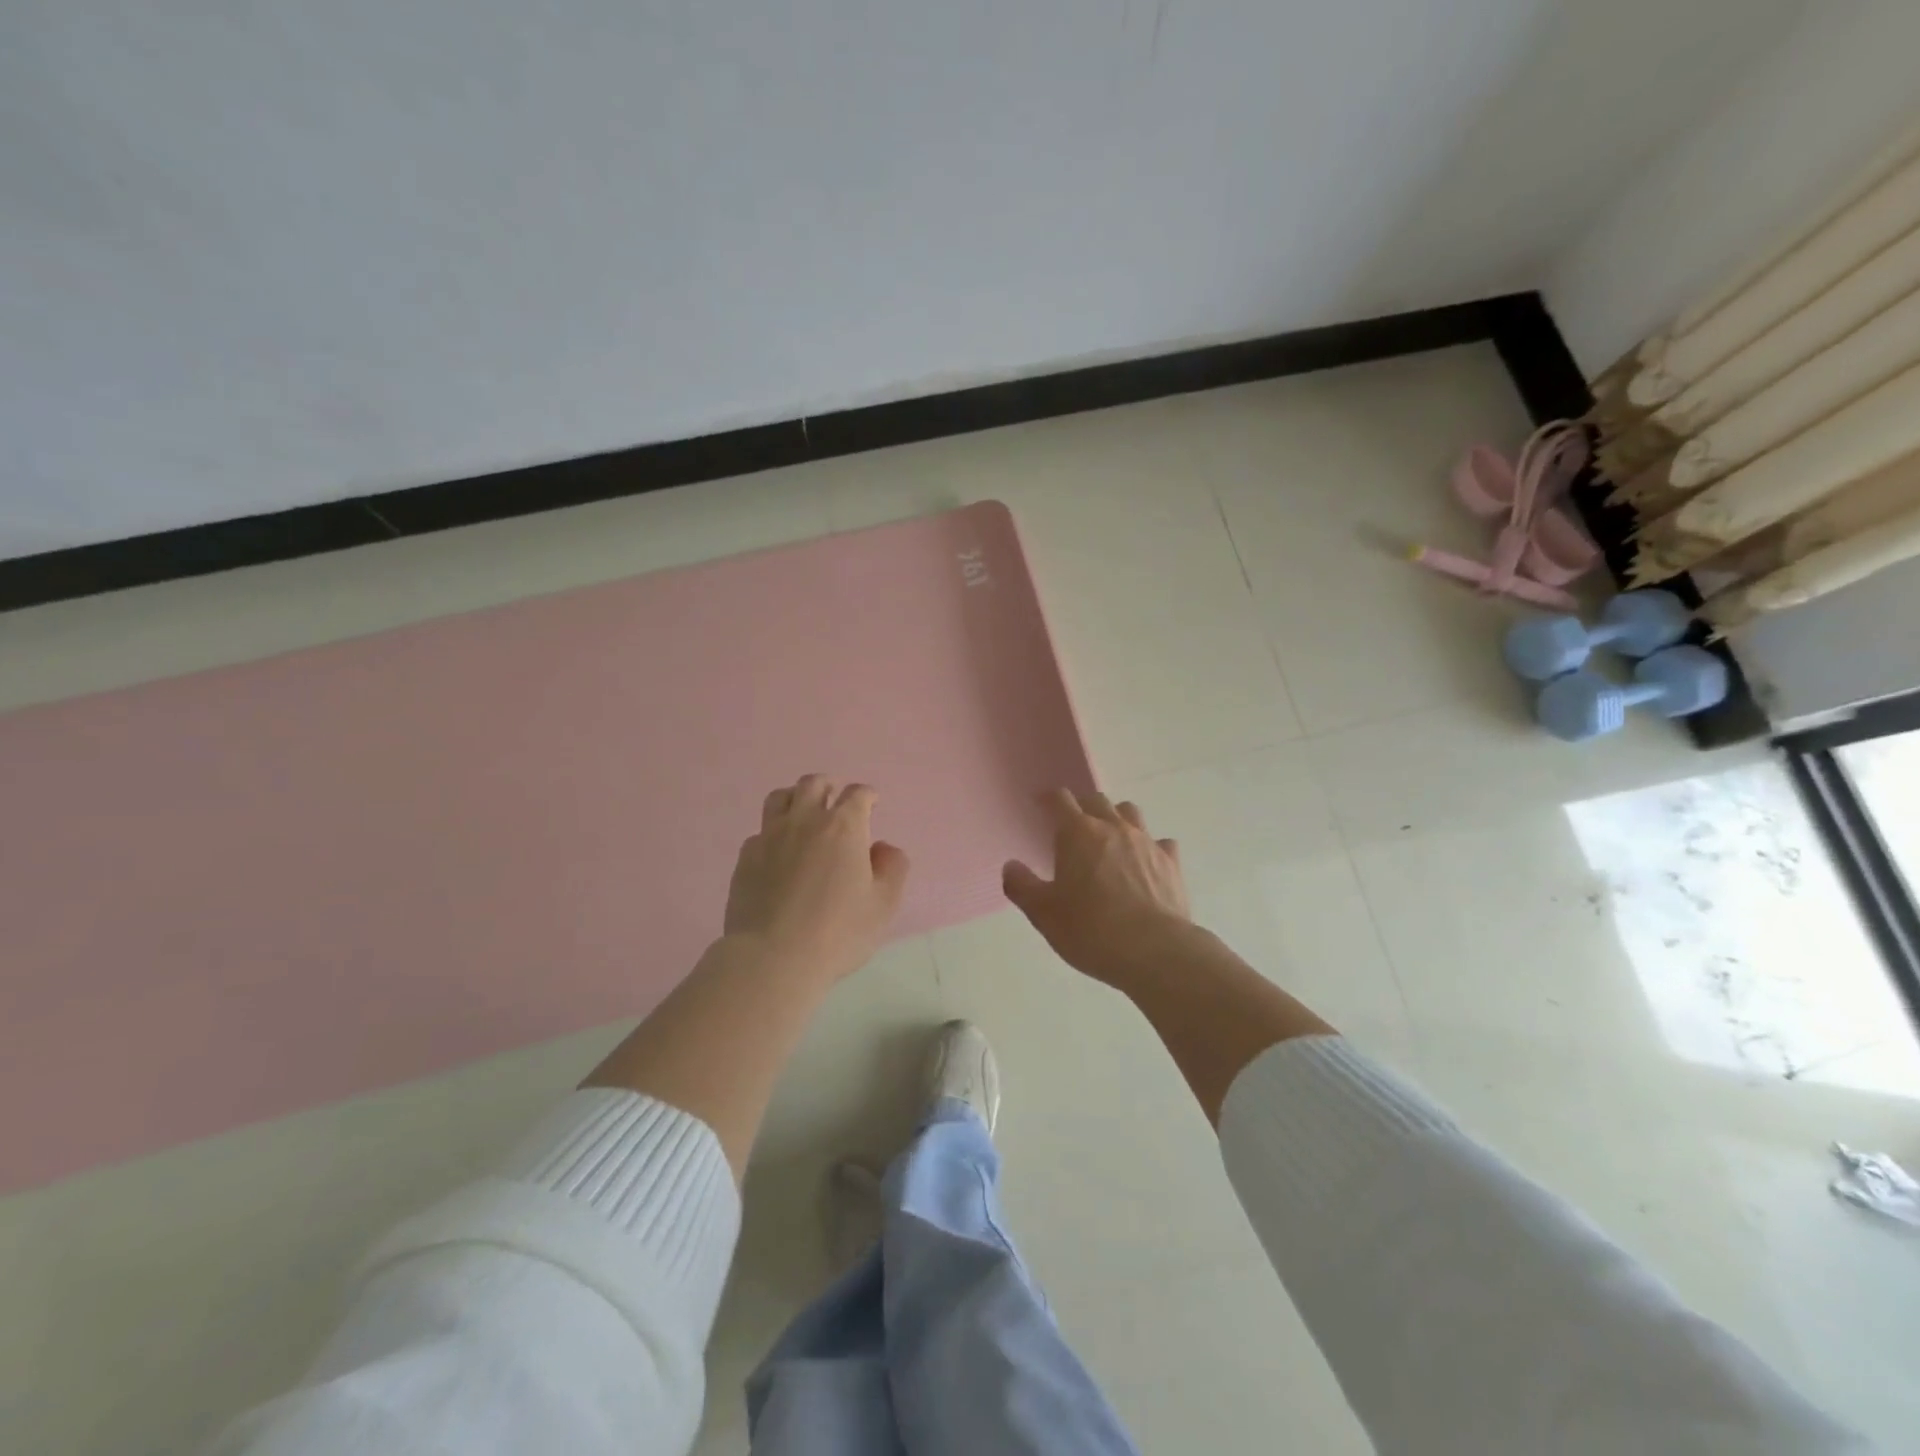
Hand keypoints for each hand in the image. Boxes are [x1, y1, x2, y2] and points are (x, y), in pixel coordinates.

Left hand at [724, 775, 910, 985]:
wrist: (773, 958)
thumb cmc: (838, 931)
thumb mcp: (883, 905)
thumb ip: (892, 869)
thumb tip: (883, 848)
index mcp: (843, 827)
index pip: (857, 794)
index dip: (867, 796)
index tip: (871, 804)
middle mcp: (805, 820)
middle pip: (814, 784)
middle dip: (829, 786)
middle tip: (835, 798)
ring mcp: (770, 836)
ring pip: (780, 797)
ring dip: (795, 798)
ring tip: (802, 813)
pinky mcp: (746, 857)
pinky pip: (760, 831)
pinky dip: (773, 833)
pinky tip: (777, 852)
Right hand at [1003, 790, 1193, 988]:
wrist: (1155, 950)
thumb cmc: (1091, 929)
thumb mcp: (1044, 914)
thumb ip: (1022, 886)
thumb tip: (1011, 866)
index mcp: (1078, 833)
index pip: (1061, 800)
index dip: (1049, 799)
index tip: (1041, 805)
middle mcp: (1113, 828)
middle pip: (1097, 800)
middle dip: (1082, 807)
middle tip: (1073, 827)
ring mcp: (1146, 842)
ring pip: (1130, 812)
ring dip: (1117, 818)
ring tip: (1110, 838)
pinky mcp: (1171, 862)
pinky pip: (1161, 842)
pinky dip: (1150, 847)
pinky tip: (1146, 863)